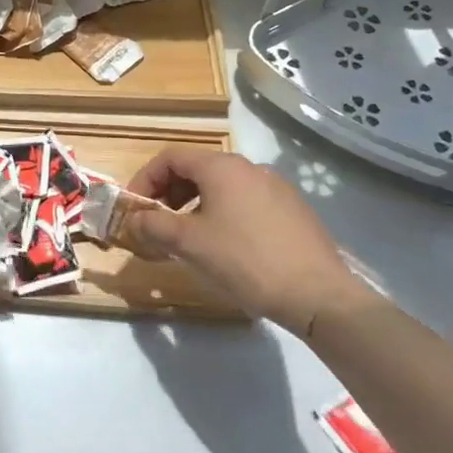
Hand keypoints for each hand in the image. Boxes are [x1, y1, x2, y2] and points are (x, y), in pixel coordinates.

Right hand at [123, 148, 372, 336]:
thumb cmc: (245, 260)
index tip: (135, 207)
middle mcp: (250, 168)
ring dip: (195, 205)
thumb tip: (134, 219)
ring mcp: (276, 188)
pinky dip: (223, 214)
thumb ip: (153, 225)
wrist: (319, 295)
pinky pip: (246, 202)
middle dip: (169, 193)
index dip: (145, 179)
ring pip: (222, 187)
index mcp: (222, 167)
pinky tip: (226, 247)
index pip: (170, 158)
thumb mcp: (189, 243)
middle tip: (158, 223)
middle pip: (196, 169)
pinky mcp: (293, 210)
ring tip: (189, 237)